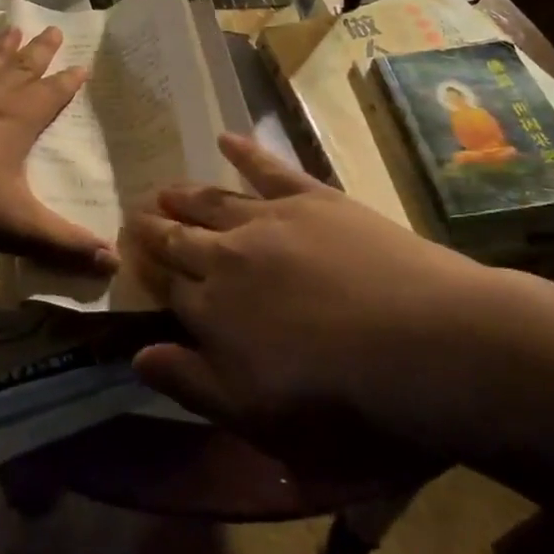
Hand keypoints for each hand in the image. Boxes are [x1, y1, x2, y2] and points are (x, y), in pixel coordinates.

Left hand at [0, 24, 117, 272]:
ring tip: (13, 29)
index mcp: (15, 125)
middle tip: (53, 28)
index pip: (49, 96)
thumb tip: (116, 263)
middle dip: (39, 52)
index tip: (82, 63)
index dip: (67, 82)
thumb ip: (65, 244)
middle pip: (19, 71)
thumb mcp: (18, 228)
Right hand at [124, 134, 508, 460]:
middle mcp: (227, 256)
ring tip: (164, 188)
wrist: (423, 346)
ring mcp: (269, 220)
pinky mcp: (312, 198)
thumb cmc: (340, 400)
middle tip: (136, 216)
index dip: (146, 269)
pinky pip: (268, 167)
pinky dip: (245, 151)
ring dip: (185, 195)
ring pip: (213, 200)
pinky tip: (226, 138)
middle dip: (155, 228)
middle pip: (181, 237)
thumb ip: (190, 383)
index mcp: (211, 309)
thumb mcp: (254, 415)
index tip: (129, 255)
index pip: (166, 283)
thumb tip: (136, 356)